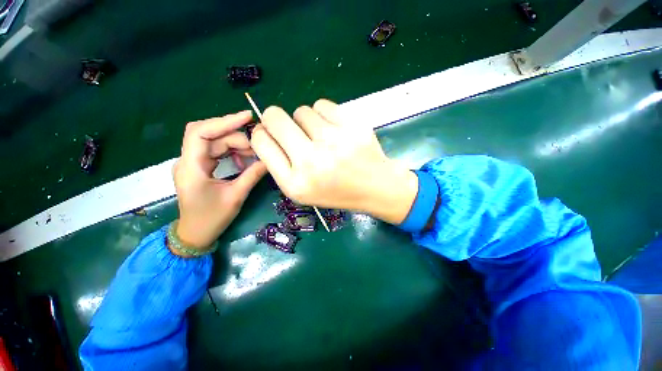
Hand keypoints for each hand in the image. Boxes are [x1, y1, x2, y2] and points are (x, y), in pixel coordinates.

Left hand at [173, 111, 266, 249]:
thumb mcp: (235, 197)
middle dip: (234, 135)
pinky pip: (216, 151)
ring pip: (214, 142)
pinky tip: (244, 158)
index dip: (223, 121)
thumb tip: (269, 161)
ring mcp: (193, 163)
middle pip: (210, 135)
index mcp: (191, 167)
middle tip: (257, 144)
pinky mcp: (200, 166)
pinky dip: (232, 151)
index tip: (247, 117)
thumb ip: (252, 176)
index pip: (200, 133)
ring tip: (254, 152)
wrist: (196, 234)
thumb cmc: (212, 218)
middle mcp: (188, 160)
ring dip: (235, 143)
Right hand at [250, 99, 417, 224]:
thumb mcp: (303, 191)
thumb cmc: (337, 192)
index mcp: (295, 183)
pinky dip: (323, 115)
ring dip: (305, 121)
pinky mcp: (352, 126)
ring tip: (320, 137)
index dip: (262, 133)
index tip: (271, 134)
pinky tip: (333, 130)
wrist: (375, 187)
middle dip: (275, 119)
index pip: (261, 142)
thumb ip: (279, 164)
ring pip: (301, 110)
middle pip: (275, 117)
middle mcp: (311, 161)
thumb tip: (264, 131)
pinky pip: (322, 105)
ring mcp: (334, 142)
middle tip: (291, 129)